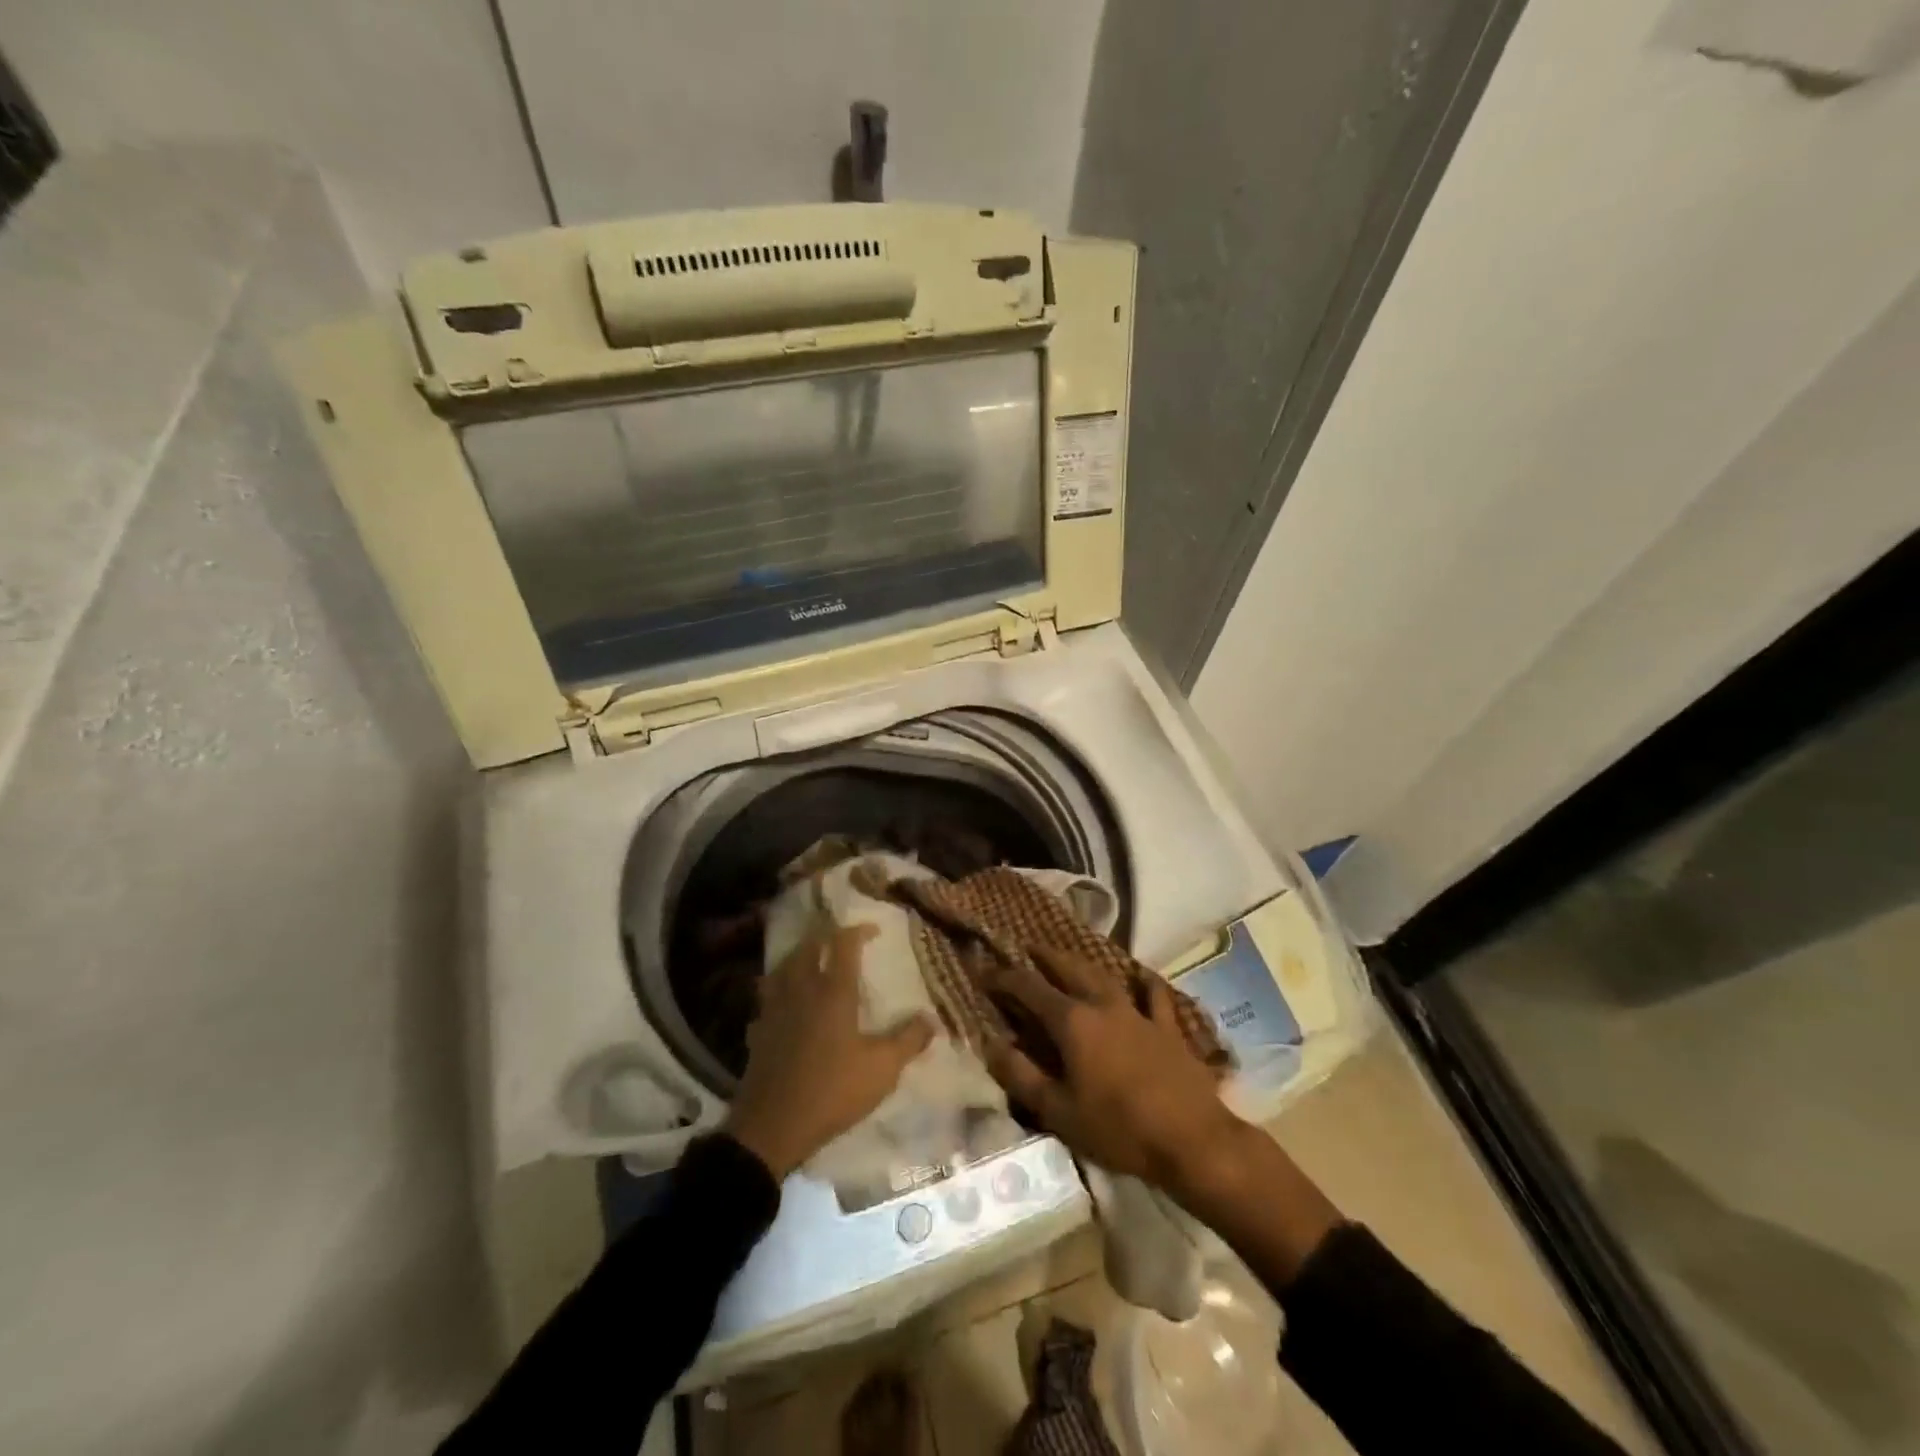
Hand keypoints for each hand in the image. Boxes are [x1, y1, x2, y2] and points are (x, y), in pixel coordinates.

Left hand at [725, 924, 934, 1180]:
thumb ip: (908, 1040)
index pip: (843, 945)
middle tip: (840, 939)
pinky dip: (778, 988)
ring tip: (812, 959)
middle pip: (808, 947)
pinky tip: (784, 1000)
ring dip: (799, 956)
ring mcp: (775, 1009)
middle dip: (825, 936)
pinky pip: (768, 995)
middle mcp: (801, 990)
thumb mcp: (882, 1070)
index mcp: (833, 992)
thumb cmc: (833, 1091)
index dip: (858, 931)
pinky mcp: (758, 1029)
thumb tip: (932, 1019)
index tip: (873, 930)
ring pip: (784, 967)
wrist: (772, 1128)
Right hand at [982, 945, 1241, 1193]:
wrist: (1192, 1140)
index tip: (985, 972)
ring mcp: (1138, 1013)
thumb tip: (990, 1044)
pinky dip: (1144, 983)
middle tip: (1028, 948)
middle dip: (1045, 956)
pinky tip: (1142, 977)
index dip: (1004, 978)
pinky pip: (1154, 996)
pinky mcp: (1168, 1028)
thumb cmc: (1118, 1129)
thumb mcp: (1058, 1111)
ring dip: (1083, 963)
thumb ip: (1021, 1076)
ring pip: (1106, 976)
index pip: (1029, 988)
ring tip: (1069, 957)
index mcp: (1072, 1022)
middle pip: (1069, 969)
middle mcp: (1103, 1005)